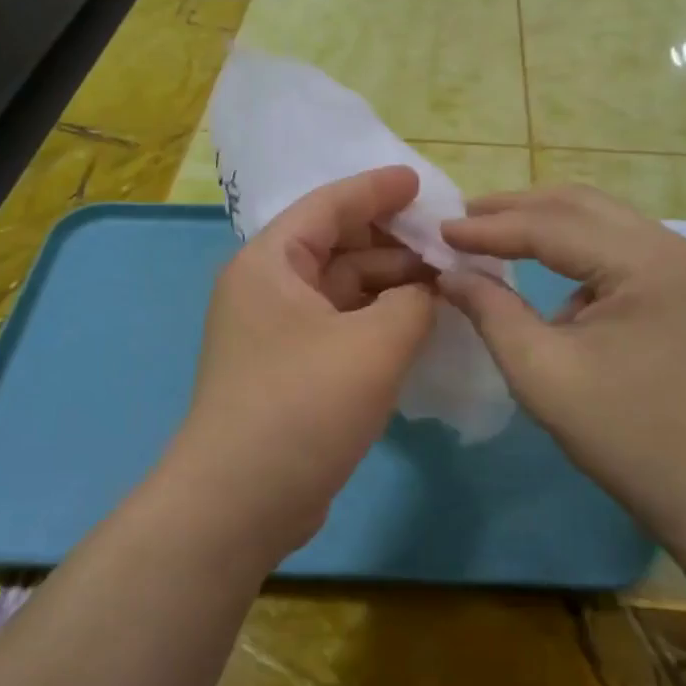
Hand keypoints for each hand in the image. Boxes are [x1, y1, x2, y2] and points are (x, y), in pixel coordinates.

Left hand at [169, 167, 436, 558]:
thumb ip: (413, 302)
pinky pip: (339, 325)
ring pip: (340, 290)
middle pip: (335, 246)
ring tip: (444, 284)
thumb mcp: (374, 346)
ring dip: (388, 284)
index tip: (420, 182)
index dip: (376, 190)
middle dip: (391, 242)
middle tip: (446, 243)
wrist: (240, 502)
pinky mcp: (289, 370)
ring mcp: (275, 332)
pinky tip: (416, 325)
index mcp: (270, 263)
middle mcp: (266, 288)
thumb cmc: (303, 406)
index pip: (327, 206)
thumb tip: (426, 291)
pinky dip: (376, 320)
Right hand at [438, 185, 685, 529]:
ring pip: (602, 222)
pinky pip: (621, 250)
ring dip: (546, 225)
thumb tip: (450, 273)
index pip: (551, 225)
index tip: (439, 231)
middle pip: (580, 206)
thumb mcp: (543, 373)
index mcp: (645, 262)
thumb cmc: (630, 437)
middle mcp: (673, 247)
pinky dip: (576, 250)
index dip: (489, 227)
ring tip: (495, 237)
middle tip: (463, 220)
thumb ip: (491, 311)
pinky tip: (549, 276)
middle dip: (516, 209)